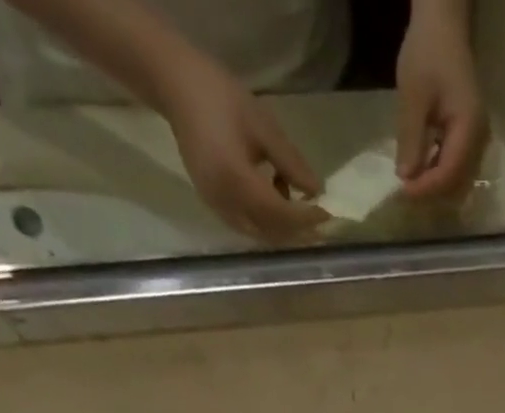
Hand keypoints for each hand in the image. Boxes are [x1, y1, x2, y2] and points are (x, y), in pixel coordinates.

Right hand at [155, 48, 327, 242]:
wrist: (176, 87)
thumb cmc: (220, 97)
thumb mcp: (262, 126)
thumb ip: (291, 162)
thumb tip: (317, 191)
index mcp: (235, 180)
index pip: (280, 214)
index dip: (306, 218)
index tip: (328, 214)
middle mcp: (225, 203)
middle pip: (271, 232)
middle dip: (298, 231)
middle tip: (321, 221)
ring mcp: (216, 207)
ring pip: (260, 234)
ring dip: (283, 228)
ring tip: (299, 204)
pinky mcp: (213, 205)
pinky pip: (247, 225)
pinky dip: (267, 221)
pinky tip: (275, 195)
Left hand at [395, 7, 488, 199]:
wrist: (443, 27)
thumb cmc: (428, 54)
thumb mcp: (413, 95)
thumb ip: (410, 139)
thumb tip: (405, 178)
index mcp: (469, 129)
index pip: (449, 174)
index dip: (425, 188)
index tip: (401, 192)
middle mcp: (480, 142)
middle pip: (457, 185)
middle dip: (431, 193)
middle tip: (404, 193)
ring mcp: (478, 143)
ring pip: (458, 182)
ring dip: (434, 188)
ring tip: (410, 184)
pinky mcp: (471, 141)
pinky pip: (457, 170)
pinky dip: (438, 176)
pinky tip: (421, 170)